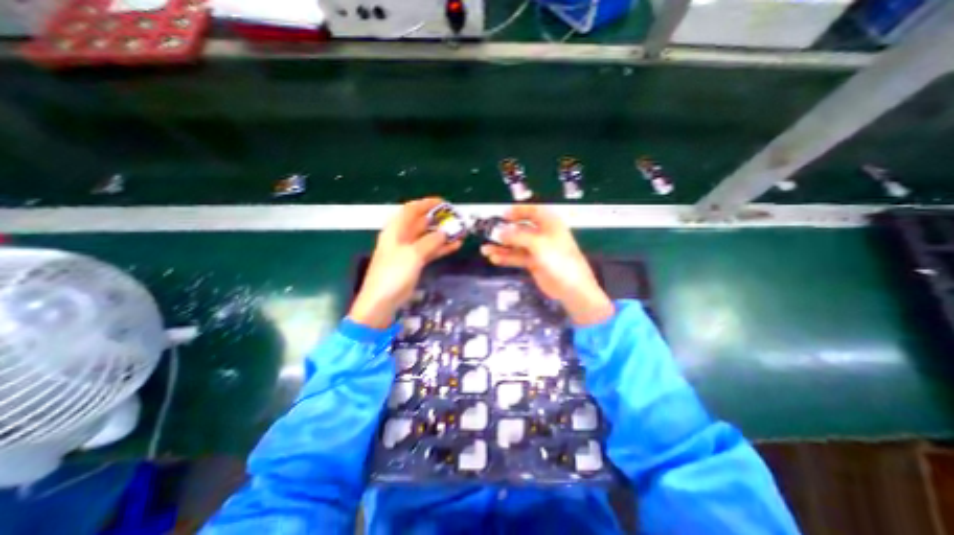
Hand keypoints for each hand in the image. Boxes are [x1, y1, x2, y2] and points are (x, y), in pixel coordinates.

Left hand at [350, 196, 461, 326]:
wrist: (382, 301)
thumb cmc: (393, 274)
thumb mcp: (413, 254)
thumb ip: (431, 241)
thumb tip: (445, 233)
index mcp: (396, 230)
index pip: (411, 210)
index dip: (426, 204)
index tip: (444, 203)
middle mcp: (402, 237)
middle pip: (421, 223)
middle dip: (438, 220)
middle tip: (456, 219)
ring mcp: (408, 251)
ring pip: (427, 237)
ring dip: (442, 235)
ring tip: (460, 232)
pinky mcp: (414, 263)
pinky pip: (430, 251)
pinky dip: (441, 248)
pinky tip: (455, 246)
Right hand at [486, 205, 609, 326]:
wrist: (571, 288)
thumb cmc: (558, 259)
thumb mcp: (538, 244)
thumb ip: (517, 236)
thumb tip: (499, 233)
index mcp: (550, 223)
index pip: (533, 211)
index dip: (518, 211)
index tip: (502, 215)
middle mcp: (543, 234)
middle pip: (521, 228)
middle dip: (505, 231)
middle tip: (489, 233)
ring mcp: (538, 250)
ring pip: (516, 245)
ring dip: (501, 247)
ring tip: (485, 250)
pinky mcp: (533, 263)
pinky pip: (517, 257)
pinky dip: (506, 258)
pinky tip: (494, 259)